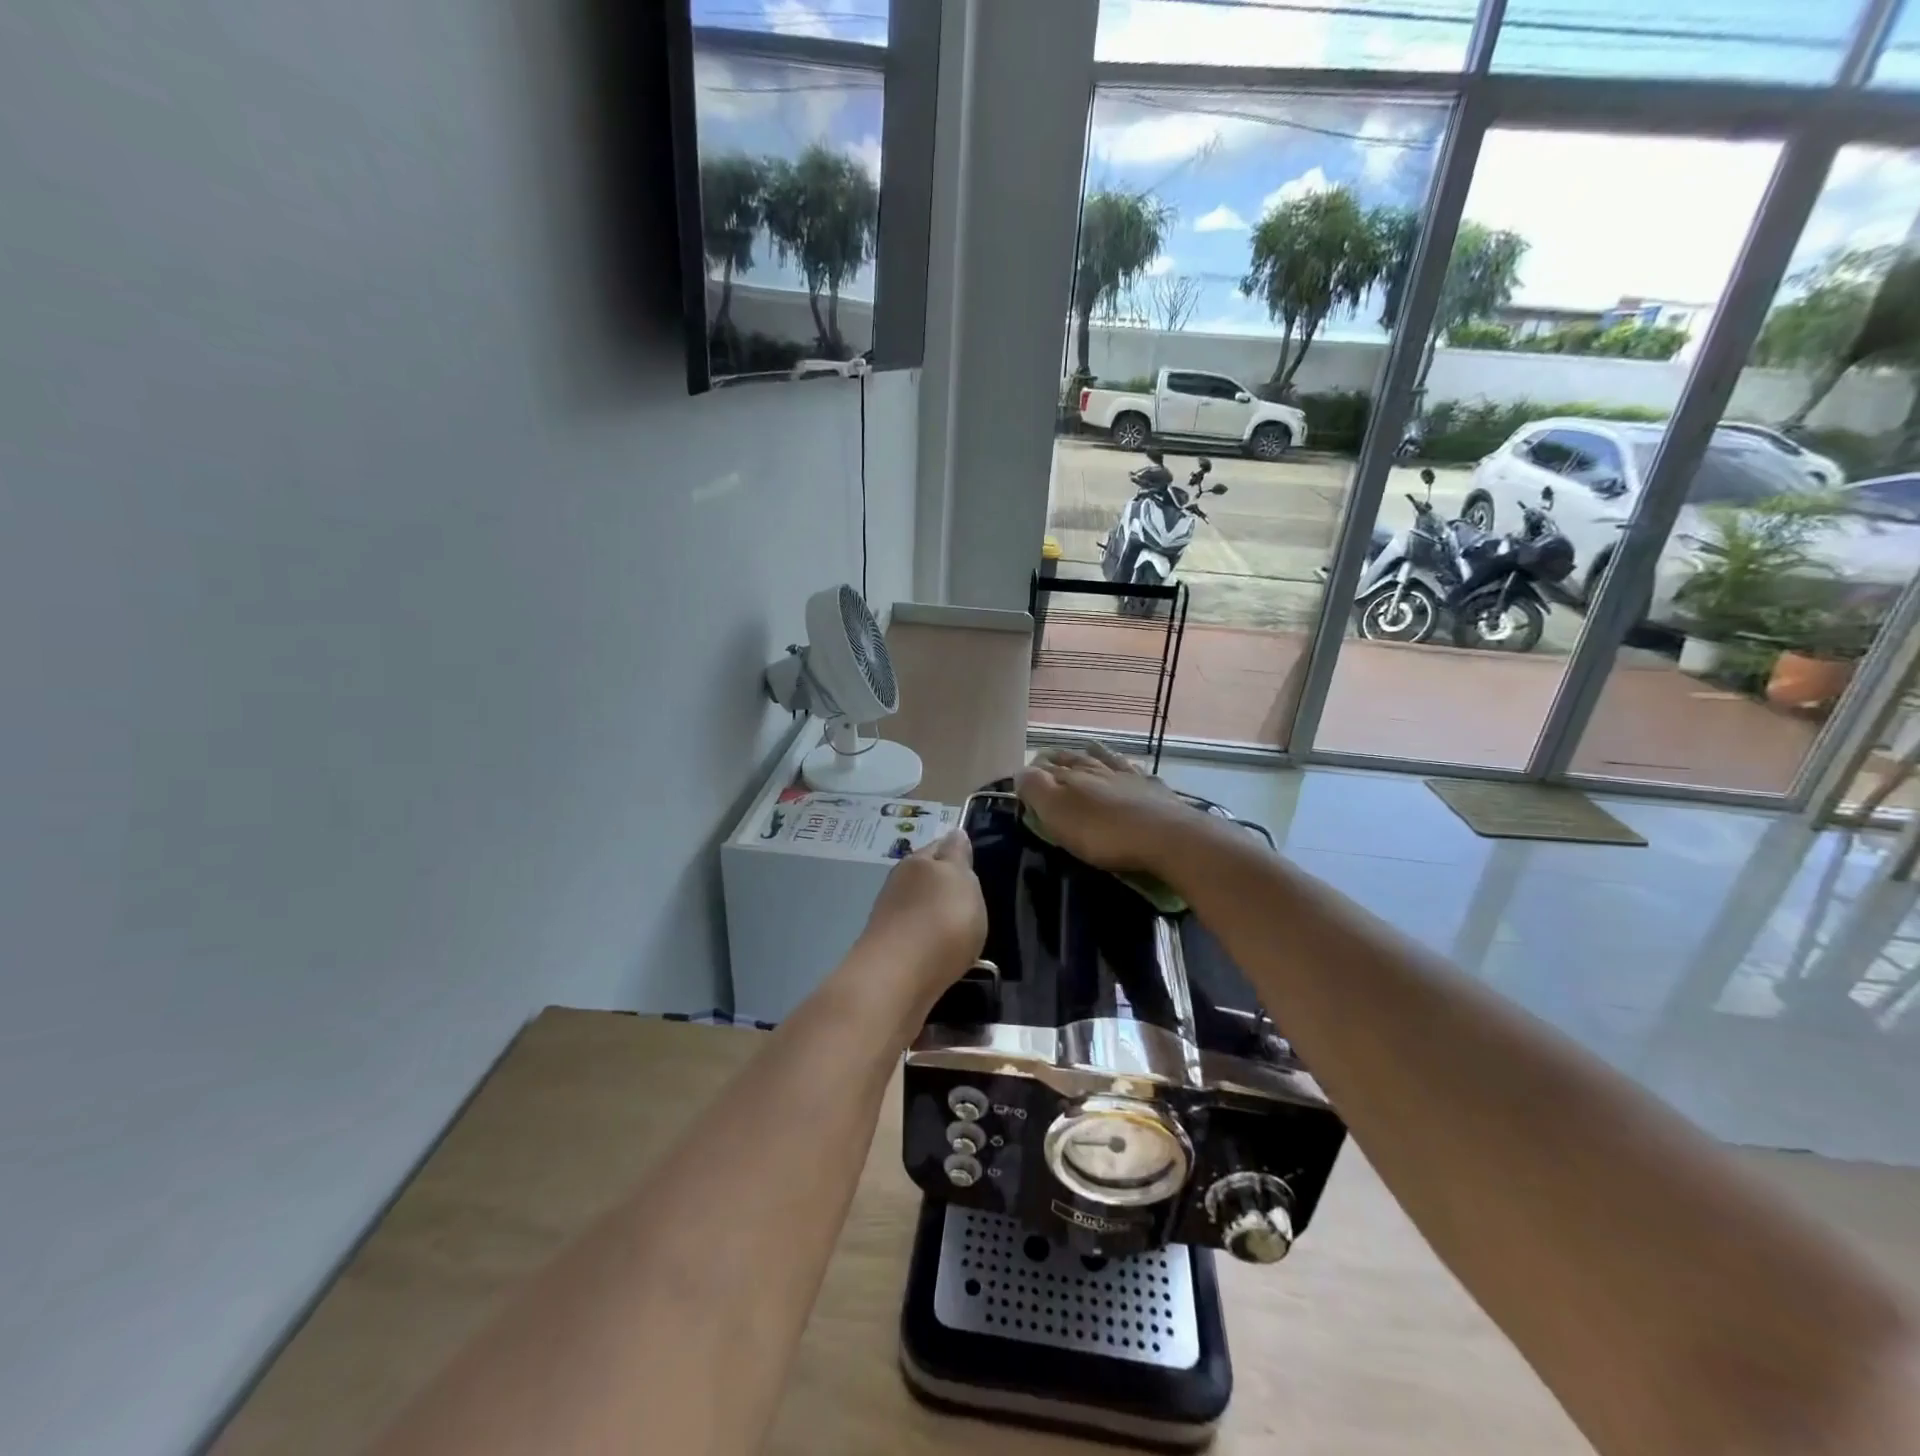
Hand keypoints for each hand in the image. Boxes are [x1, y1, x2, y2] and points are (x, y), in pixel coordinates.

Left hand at [858, 831, 987, 1002]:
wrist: (898, 978)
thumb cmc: (940, 920)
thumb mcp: (961, 879)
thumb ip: (959, 856)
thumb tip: (954, 832)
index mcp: (918, 861)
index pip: (940, 846)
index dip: (956, 851)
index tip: (971, 862)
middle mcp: (899, 883)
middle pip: (925, 877)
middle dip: (944, 885)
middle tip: (969, 898)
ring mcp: (890, 917)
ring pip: (918, 907)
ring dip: (934, 914)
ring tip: (958, 929)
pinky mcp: (888, 950)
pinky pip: (915, 936)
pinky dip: (928, 940)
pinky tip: (940, 952)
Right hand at [1016, 743, 1204, 874]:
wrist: (1167, 838)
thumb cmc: (1104, 832)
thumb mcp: (1058, 813)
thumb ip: (1036, 789)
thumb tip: (1020, 770)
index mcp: (1074, 775)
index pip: (1047, 767)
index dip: (1034, 770)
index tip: (1025, 773)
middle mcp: (1101, 769)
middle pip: (1076, 759)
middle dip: (1060, 757)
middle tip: (1049, 757)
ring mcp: (1131, 778)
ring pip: (1108, 759)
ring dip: (1096, 753)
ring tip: (1088, 747)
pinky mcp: (1157, 792)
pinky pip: (1137, 772)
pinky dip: (1128, 768)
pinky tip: (1131, 768)